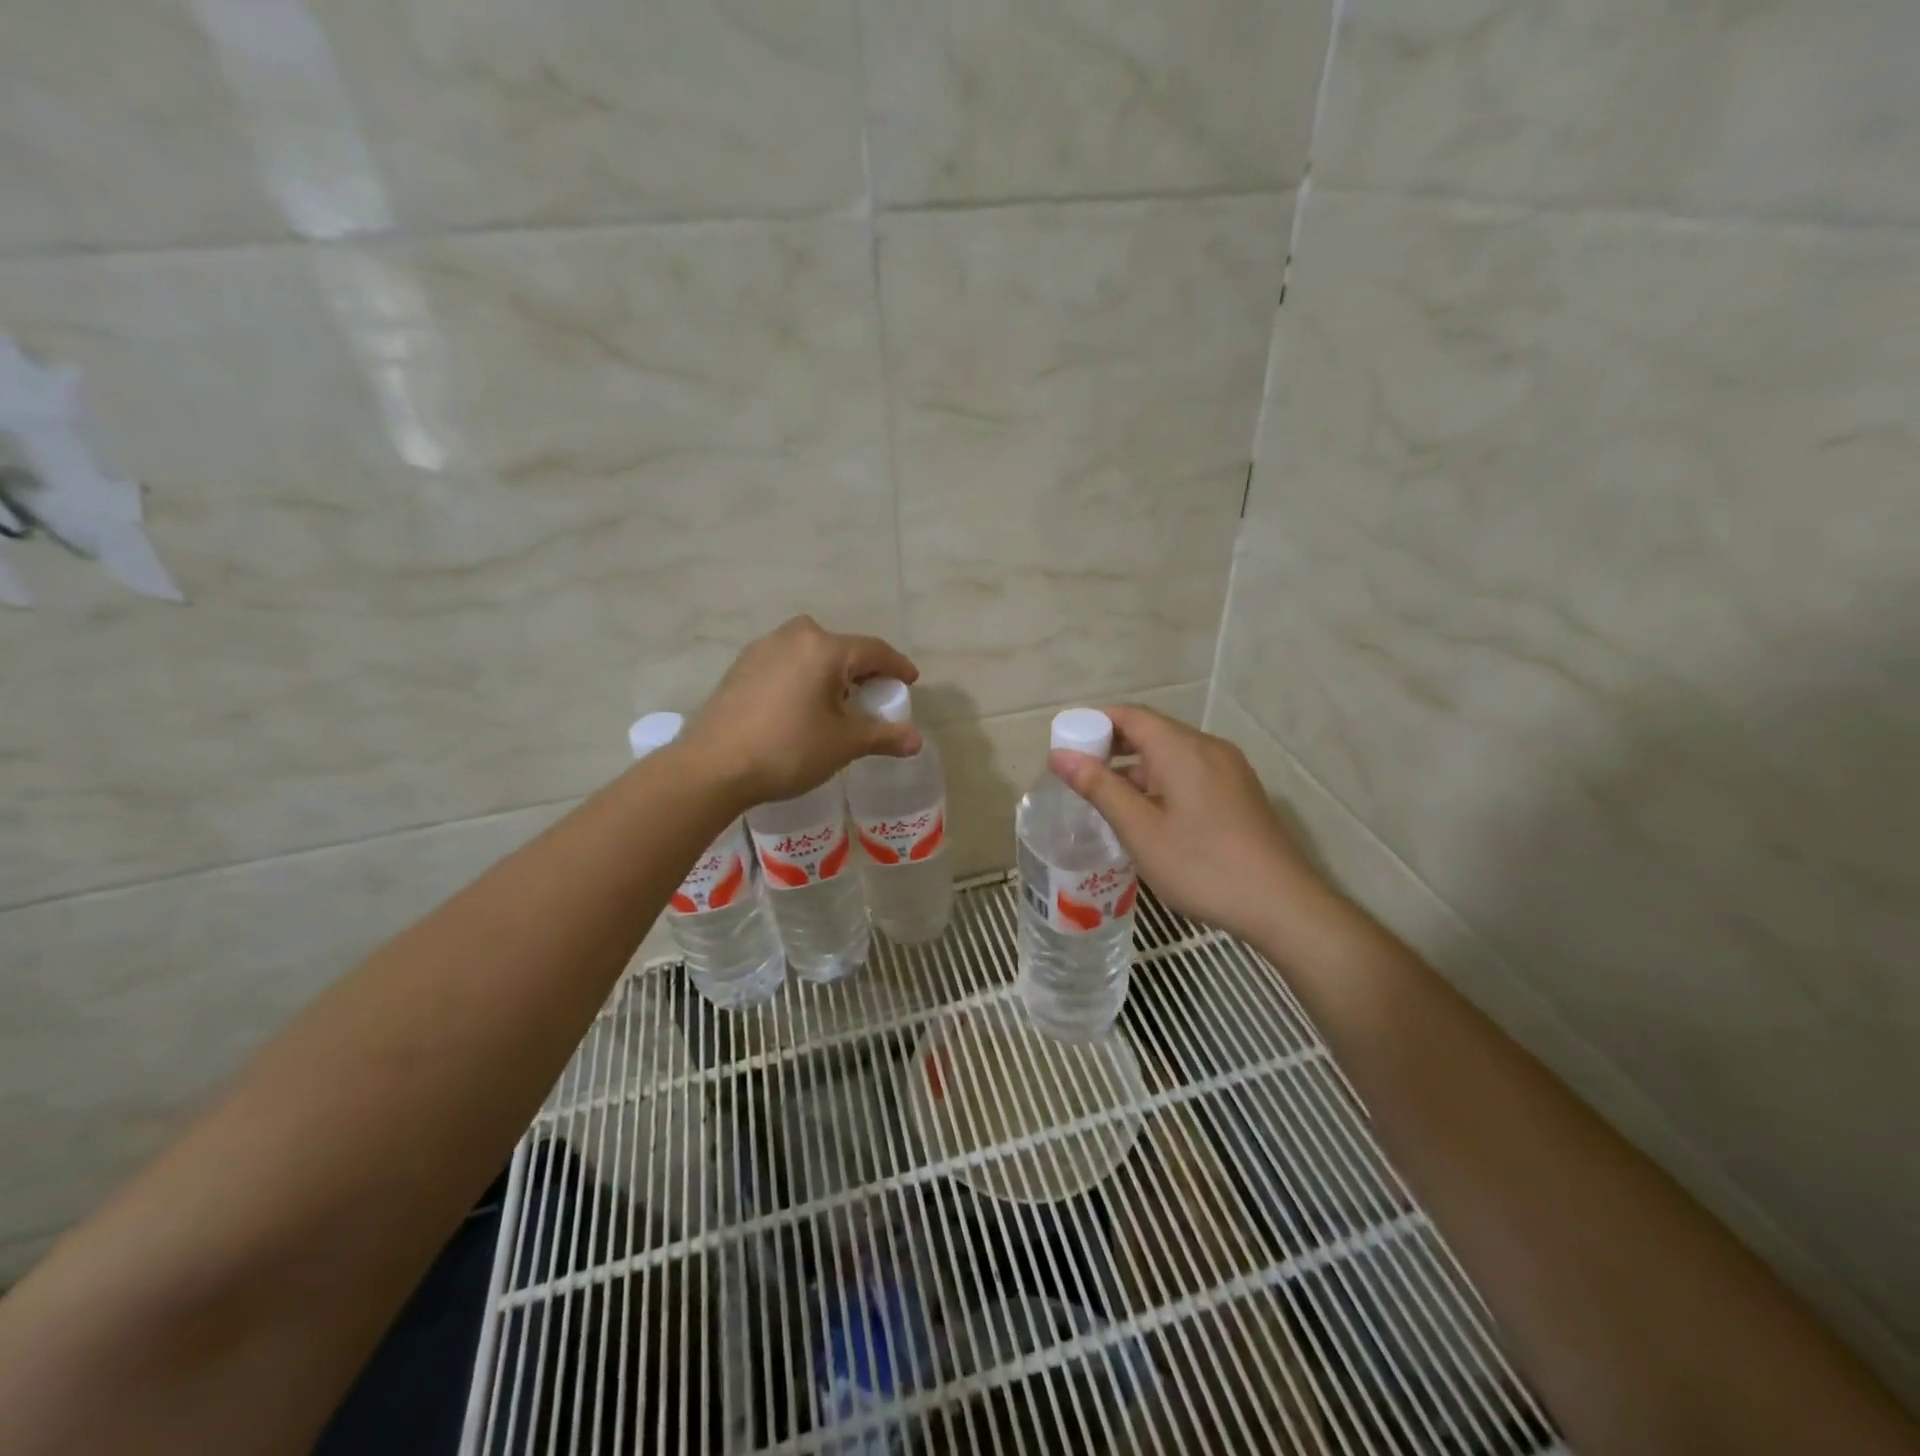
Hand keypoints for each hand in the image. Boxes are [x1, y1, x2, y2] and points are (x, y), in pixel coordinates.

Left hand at [682, 616, 921, 806]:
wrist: (713, 767)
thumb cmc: (788, 749)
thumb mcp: (844, 744)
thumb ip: (883, 736)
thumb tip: (916, 740)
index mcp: (824, 648)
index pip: (874, 651)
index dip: (897, 666)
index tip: (910, 681)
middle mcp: (793, 636)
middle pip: (841, 647)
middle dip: (863, 669)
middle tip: (874, 694)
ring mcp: (762, 649)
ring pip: (810, 652)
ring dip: (830, 671)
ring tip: (838, 701)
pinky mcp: (741, 667)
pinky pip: (786, 663)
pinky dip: (803, 676)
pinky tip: (802, 704)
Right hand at [1048, 706, 1340, 946]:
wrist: (1283, 904)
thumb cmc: (1201, 866)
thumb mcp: (1140, 829)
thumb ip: (1099, 787)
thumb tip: (1059, 754)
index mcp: (1181, 748)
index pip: (1130, 715)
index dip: (1093, 724)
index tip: (1066, 749)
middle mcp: (1208, 747)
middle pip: (1152, 732)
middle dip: (1113, 748)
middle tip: (1080, 777)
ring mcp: (1230, 769)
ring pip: (1172, 755)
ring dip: (1137, 769)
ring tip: (1109, 801)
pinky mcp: (1241, 792)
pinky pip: (1192, 773)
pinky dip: (1163, 782)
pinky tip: (1151, 816)